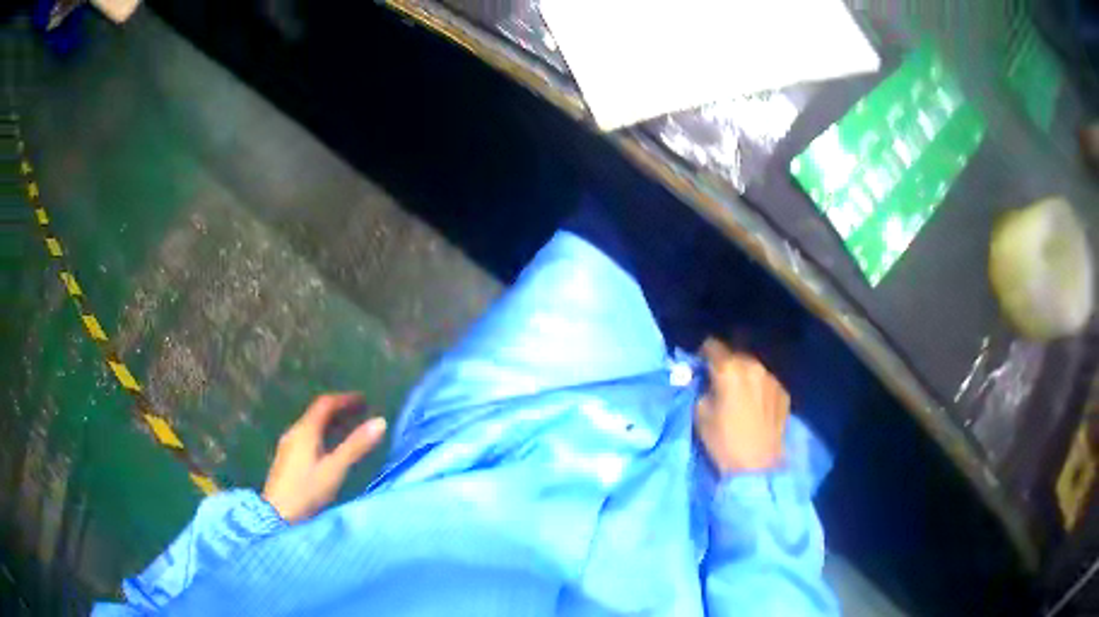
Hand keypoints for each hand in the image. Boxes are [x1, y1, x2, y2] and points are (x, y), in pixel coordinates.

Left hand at [262, 393, 386, 522]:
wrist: (277, 515)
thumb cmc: (307, 491)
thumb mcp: (335, 469)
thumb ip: (356, 446)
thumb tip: (380, 421)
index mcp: (305, 430)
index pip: (325, 404)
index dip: (345, 399)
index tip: (364, 400)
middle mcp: (294, 432)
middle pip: (317, 413)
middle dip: (339, 410)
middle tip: (360, 413)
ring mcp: (288, 446)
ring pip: (312, 426)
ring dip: (331, 424)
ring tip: (349, 430)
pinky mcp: (287, 459)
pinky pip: (307, 438)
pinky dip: (323, 435)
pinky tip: (330, 450)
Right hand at [695, 338, 789, 474]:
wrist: (757, 466)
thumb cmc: (723, 441)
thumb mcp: (700, 414)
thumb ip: (700, 389)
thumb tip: (703, 380)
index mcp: (729, 369)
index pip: (712, 345)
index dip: (702, 354)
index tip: (699, 367)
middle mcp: (753, 366)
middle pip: (735, 354)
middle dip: (725, 364)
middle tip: (718, 382)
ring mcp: (771, 378)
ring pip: (752, 367)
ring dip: (743, 375)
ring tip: (739, 393)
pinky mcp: (783, 391)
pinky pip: (766, 382)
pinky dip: (758, 387)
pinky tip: (755, 405)